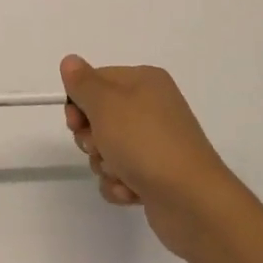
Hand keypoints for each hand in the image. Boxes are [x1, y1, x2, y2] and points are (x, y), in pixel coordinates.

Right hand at [62, 55, 245, 261]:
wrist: (192, 202)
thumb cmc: (145, 143)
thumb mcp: (106, 105)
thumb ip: (83, 82)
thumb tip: (70, 61)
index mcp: (145, 81)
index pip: (96, 81)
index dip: (79, 102)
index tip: (75, 122)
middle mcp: (152, 107)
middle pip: (99, 116)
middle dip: (92, 138)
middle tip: (100, 148)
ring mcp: (155, 142)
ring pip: (107, 149)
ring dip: (106, 165)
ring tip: (122, 174)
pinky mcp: (156, 174)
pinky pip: (121, 174)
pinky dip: (120, 184)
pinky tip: (132, 192)